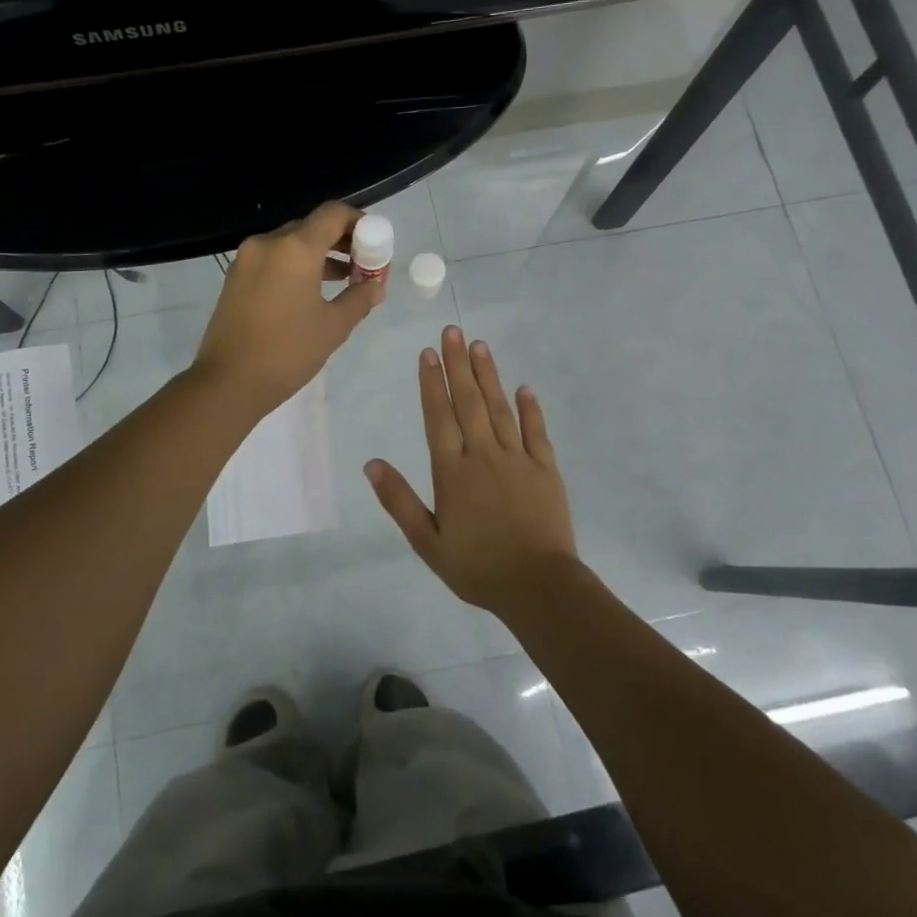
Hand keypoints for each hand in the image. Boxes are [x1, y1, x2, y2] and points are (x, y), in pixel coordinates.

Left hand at [191, 201, 383, 414]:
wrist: (228, 382)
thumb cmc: (288, 352)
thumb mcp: (333, 327)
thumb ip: (359, 299)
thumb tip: (375, 286)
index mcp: (295, 248)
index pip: (333, 214)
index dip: (359, 222)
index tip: (374, 243)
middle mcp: (268, 243)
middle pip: (311, 226)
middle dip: (340, 241)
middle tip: (361, 265)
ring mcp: (247, 258)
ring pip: (290, 243)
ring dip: (318, 254)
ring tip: (342, 280)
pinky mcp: (235, 277)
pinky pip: (272, 258)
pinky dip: (295, 265)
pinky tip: (309, 292)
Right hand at [365, 325, 577, 614]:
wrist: (537, 586)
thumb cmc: (476, 566)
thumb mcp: (427, 541)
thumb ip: (399, 500)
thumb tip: (371, 463)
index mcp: (453, 471)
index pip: (438, 416)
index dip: (432, 383)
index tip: (428, 353)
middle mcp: (484, 455)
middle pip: (468, 402)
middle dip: (458, 364)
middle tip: (453, 331)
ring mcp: (518, 459)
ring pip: (500, 408)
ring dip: (489, 375)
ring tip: (480, 346)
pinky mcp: (546, 469)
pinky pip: (536, 431)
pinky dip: (530, 408)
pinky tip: (524, 388)